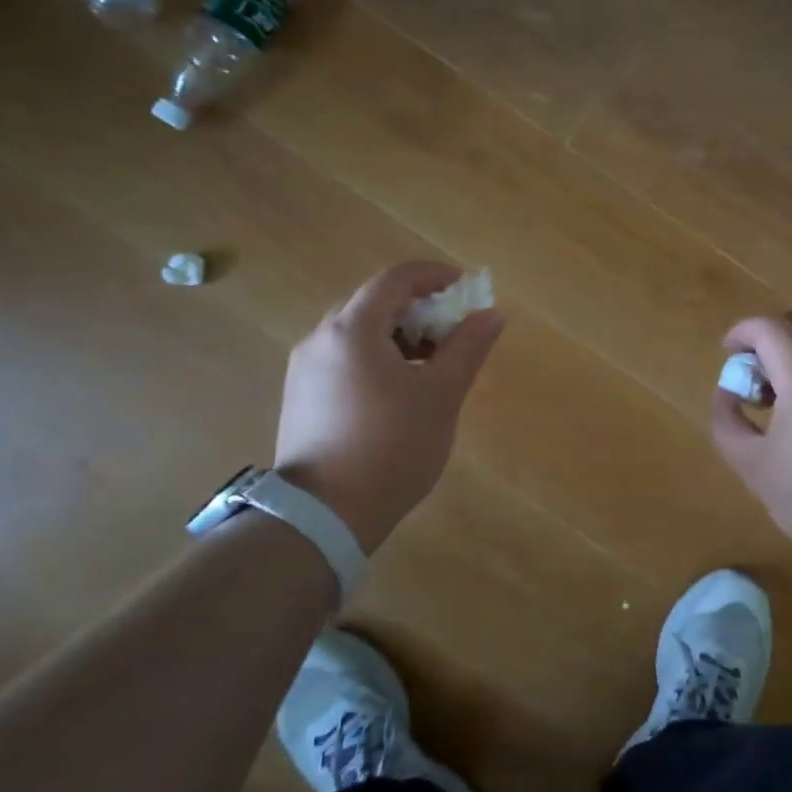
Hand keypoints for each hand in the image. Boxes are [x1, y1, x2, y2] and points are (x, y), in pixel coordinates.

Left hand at [274, 262, 504, 549]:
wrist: (324, 515)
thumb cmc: (392, 447)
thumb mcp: (441, 395)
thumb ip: (467, 347)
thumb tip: (491, 314)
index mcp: (352, 330)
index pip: (395, 279)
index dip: (434, 276)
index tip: (465, 289)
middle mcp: (320, 339)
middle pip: (374, 303)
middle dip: (418, 309)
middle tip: (452, 331)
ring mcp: (304, 369)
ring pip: (357, 333)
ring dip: (398, 335)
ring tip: (430, 364)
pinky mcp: (300, 396)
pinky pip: (343, 358)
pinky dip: (376, 357)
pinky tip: (398, 390)